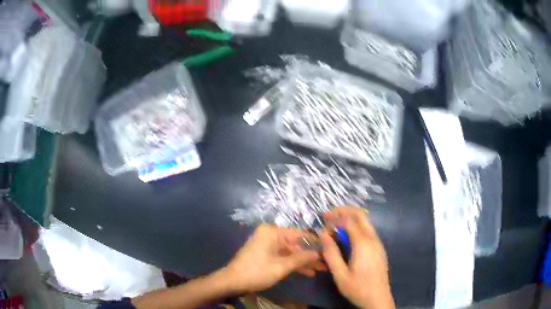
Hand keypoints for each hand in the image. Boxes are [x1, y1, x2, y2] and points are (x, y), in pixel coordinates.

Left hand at [223, 224, 320, 292]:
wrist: (233, 282)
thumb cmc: (257, 272)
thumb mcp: (281, 267)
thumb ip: (301, 259)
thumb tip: (319, 253)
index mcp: (272, 232)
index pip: (299, 234)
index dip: (314, 242)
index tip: (329, 247)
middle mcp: (270, 235)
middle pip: (295, 244)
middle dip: (310, 255)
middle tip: (326, 262)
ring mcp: (267, 245)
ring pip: (290, 252)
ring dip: (303, 261)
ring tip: (320, 269)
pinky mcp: (266, 254)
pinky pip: (283, 256)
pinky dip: (293, 264)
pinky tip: (307, 272)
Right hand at [320, 208, 394, 308]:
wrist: (378, 299)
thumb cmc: (358, 288)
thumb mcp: (340, 274)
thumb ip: (331, 253)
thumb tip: (322, 234)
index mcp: (363, 243)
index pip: (349, 220)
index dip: (334, 218)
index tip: (321, 222)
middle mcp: (373, 238)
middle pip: (360, 214)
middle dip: (343, 211)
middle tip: (328, 216)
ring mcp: (378, 242)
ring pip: (365, 222)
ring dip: (349, 219)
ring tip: (334, 228)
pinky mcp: (379, 248)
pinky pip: (367, 230)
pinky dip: (355, 228)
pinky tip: (346, 239)